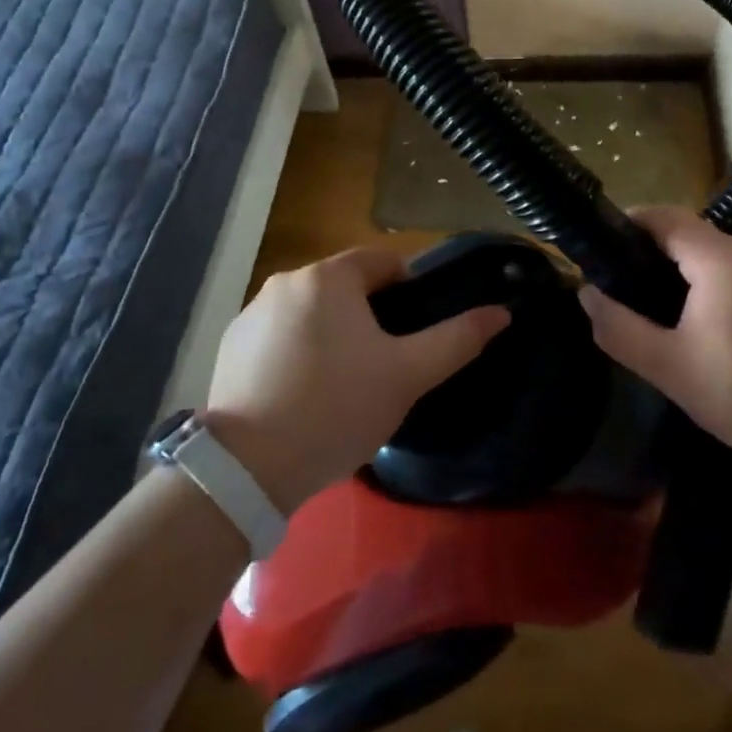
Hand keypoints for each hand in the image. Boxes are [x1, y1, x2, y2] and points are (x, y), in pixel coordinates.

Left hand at [207, 248, 508, 510]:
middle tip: (384, 367)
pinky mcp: (230, 346)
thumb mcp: (407, 376)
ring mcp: (252, 313)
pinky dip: (297, 353)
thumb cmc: (336, 407)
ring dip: (333, 334)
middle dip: (370, 318)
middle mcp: (286, 281)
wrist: (247, 469)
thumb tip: (502, 312)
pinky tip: (301, 396)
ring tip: (343, 387)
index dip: (409, 293)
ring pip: (312, 312)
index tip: (413, 336)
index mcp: (329, 276)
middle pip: (346, 287)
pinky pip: (279, 336)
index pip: (384, 262)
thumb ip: (457, 339)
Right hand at [580, 206, 731, 466]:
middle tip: (627, 289)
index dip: (630, 223)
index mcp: (721, 258)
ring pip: (717, 255)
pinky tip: (710, 327)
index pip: (665, 216)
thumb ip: (620, 328)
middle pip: (690, 234)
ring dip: (686, 271)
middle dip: (654, 254)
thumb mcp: (670, 368)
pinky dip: (715, 284)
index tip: (603, 247)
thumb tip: (587, 294)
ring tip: (662, 312)